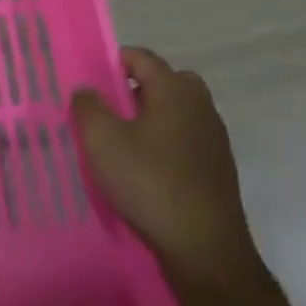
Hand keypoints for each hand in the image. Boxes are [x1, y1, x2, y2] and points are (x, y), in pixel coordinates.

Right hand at [71, 48, 267, 296]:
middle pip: (165, 81)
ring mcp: (214, 137)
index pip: (142, 57)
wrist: (205, 249)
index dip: (114, 62)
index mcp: (174, 89)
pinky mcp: (219, 168)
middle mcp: (200, 105)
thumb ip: (88, 107)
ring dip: (153, 118)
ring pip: (178, 112)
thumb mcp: (102, 141)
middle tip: (110, 111)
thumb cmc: (149, 183)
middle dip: (137, 89)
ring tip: (124, 144)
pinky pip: (187, 139)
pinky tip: (148, 171)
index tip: (92, 82)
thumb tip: (87, 90)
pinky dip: (167, 144)